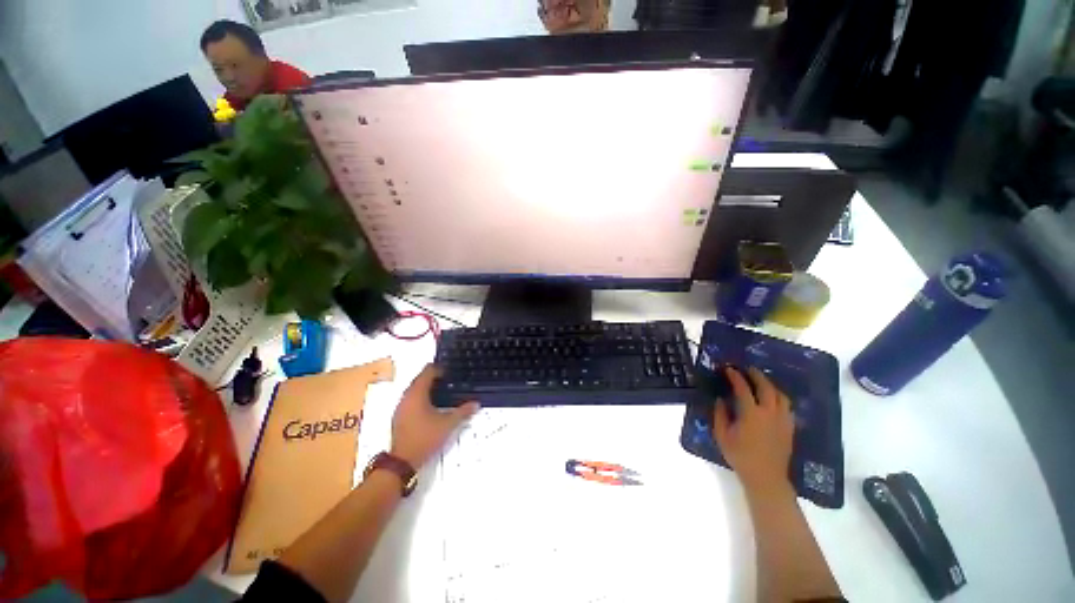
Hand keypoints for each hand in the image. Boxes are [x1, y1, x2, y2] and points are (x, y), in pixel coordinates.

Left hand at [390, 365, 479, 468]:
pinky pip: (411, 399)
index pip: (428, 372)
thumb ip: (463, 412)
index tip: (451, 369)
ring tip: (443, 389)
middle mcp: (406, 397)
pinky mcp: (399, 417)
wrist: (402, 461)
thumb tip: (476, 403)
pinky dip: (422, 397)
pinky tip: (432, 404)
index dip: (440, 368)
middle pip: (420, 379)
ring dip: (427, 387)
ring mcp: (401, 407)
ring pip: (415, 390)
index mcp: (417, 393)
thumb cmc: (425, 438)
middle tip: (449, 378)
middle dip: (434, 377)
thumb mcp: (448, 424)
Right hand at [711, 366, 794, 496]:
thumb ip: (720, 415)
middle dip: (756, 375)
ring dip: (770, 385)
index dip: (735, 377)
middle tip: (748, 369)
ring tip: (762, 382)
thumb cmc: (740, 456)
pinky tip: (773, 400)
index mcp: (751, 414)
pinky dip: (779, 398)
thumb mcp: (722, 436)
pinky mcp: (789, 428)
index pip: (743, 388)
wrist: (766, 477)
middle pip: (766, 387)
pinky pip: (787, 407)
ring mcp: (783, 420)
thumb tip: (721, 399)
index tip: (728, 369)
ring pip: (781, 396)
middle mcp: (770, 413)